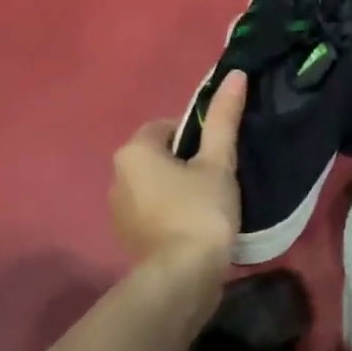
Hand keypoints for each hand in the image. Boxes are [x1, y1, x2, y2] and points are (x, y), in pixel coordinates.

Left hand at [110, 70, 245, 263]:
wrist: (182, 276)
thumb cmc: (201, 212)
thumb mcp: (218, 163)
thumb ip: (223, 120)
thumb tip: (235, 74)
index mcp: (133, 151)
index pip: (166, 126)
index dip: (197, 136)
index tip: (219, 156)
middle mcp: (116, 176)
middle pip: (158, 157)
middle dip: (186, 164)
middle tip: (218, 180)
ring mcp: (118, 210)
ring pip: (154, 186)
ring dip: (177, 190)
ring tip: (209, 206)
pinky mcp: (127, 237)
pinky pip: (151, 212)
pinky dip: (170, 214)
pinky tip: (194, 228)